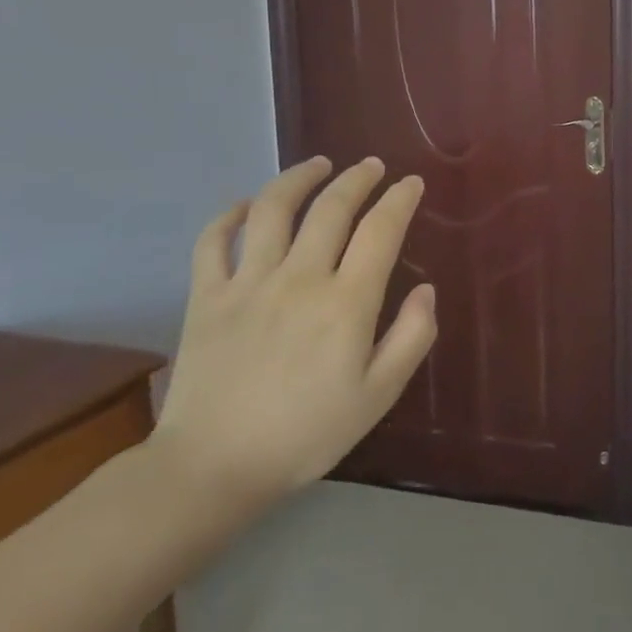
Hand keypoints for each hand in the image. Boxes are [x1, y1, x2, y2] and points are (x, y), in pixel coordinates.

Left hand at [149, 156, 436, 513]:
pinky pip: (214, 241)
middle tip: (372, 166)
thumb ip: (412, 337)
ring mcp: (247, 283)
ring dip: (299, 178)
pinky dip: (231, 214)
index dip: (400, 200)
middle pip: (331, 209)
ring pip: (274, 209)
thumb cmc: (307, 433)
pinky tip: (248, 204)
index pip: (380, 231)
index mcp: (346, 303)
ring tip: (318, 165)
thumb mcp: (379, 395)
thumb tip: (425, 289)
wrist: (213, 467)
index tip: (412, 184)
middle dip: (358, 179)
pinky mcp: (206, 297)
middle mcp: (300, 279)